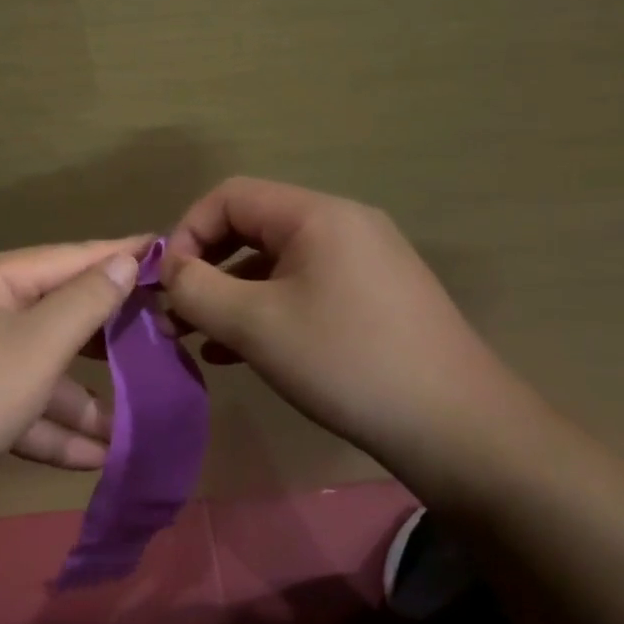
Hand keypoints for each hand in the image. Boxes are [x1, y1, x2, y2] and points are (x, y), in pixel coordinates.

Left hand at [0, 237, 148, 502]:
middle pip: (56, 315)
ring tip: (137, 423)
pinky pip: (21, 406)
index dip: (118, 255)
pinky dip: (54, 428)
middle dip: (107, 338)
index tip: (167, 253)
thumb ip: (87, 301)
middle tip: (164, 337)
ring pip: (41, 370)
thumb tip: (126, 259)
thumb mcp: (37, 345)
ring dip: (84, 400)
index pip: (66, 258)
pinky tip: (97, 457)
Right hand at [162, 178, 528, 474]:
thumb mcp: (255, 325)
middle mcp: (343, 225)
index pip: (229, 197)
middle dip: (206, 268)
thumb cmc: (346, 362)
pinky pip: (304, 290)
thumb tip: (169, 271)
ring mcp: (364, 262)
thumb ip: (196, 289)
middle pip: (252, 227)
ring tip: (199, 339)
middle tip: (176, 315)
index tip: (167, 285)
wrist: (456, 426)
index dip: (187, 233)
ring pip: (276, 264)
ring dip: (231, 295)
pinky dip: (266, 311)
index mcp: (316, 215)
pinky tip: (240, 353)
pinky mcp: (375, 299)